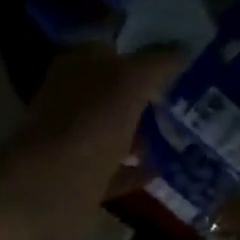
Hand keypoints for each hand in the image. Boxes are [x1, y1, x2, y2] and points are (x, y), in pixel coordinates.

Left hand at [0, 46, 180, 239]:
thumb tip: (184, 51)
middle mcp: (73, 101)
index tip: (178, 60)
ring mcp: (76, 142)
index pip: (112, 49)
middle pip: (115, 92)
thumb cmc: (89, 126)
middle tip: (190, 96)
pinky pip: (116, 170)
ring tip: (183, 132)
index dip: (142, 52)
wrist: (49, 190)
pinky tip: (165, 169)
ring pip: (116, 131)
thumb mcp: (129, 83)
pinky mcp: (83, 179)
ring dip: (144, 132)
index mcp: (77, 69)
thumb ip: (157, 64)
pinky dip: (137, 169)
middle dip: (148, 94)